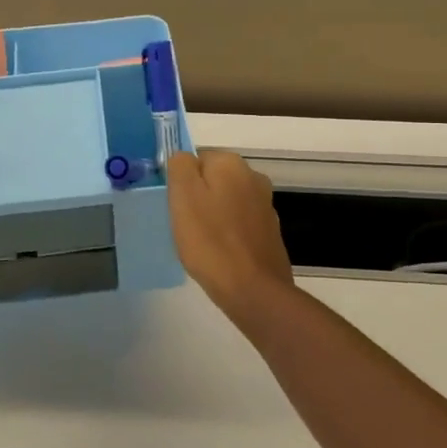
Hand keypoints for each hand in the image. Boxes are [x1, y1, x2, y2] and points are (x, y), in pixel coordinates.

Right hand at [165, 151, 293, 316]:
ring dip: (213, 216)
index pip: (196, 159)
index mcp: (231, 164)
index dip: (181, 182)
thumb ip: (180, 166)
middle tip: (184, 225)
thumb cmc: (210, 240)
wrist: (252, 289)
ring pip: (226, 201)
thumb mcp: (183, 196)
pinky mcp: (270, 231)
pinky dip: (227, 233)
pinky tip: (219, 253)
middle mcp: (253, 177)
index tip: (176, 206)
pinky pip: (239, 224)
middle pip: (213, 180)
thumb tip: (184, 158)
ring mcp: (265, 205)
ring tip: (200, 243)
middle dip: (198, 198)